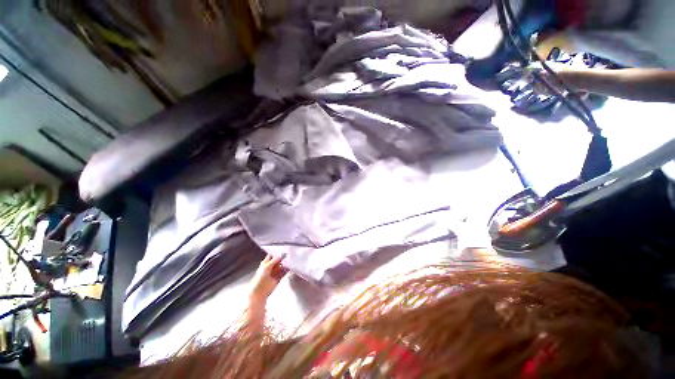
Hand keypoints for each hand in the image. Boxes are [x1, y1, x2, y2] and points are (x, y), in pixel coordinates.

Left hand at [249, 254, 286, 303]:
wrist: (260, 290)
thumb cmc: (261, 277)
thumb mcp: (267, 266)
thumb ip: (275, 260)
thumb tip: (281, 254)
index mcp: (266, 263)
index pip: (272, 256)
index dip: (277, 253)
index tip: (283, 249)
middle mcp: (271, 266)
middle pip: (278, 260)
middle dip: (283, 258)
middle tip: (289, 254)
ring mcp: (275, 272)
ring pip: (282, 266)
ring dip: (285, 263)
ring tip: (291, 260)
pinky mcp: (279, 277)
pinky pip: (284, 272)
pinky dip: (287, 269)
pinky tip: (290, 266)